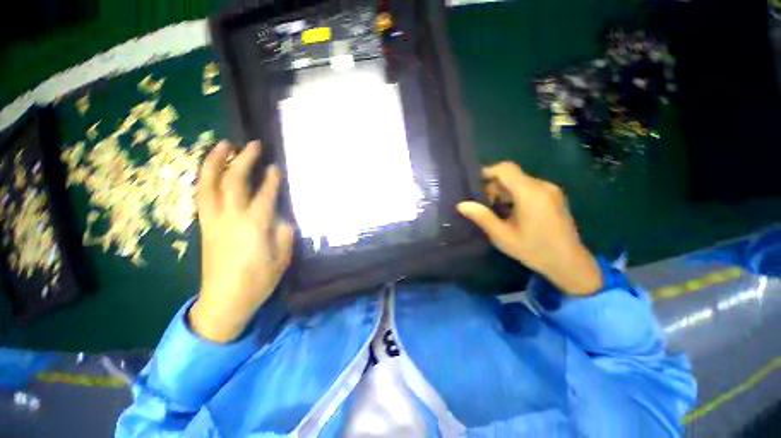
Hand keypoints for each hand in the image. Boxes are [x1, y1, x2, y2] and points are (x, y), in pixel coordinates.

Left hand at [190, 140, 293, 342]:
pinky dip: (205, 179)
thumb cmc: (257, 282)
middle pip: (234, 182)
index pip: (264, 195)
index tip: (276, 167)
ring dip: (215, 162)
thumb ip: (284, 235)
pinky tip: (211, 170)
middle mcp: (231, 219)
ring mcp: (213, 222)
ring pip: (209, 185)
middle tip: (253, 145)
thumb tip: (283, 219)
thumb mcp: (281, 260)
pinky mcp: (204, 227)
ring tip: (222, 145)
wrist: (223, 301)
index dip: (271, 179)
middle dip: (243, 160)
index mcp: (254, 228)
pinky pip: (202, 196)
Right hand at [457, 162, 601, 295]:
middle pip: (512, 176)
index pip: (506, 169)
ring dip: (505, 192)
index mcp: (530, 194)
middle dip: (495, 187)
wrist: (569, 263)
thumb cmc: (533, 250)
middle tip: (484, 205)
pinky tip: (512, 213)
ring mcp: (551, 191)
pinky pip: (530, 188)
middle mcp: (543, 186)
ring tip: (496, 211)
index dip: (488, 171)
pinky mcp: (555, 197)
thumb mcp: (502, 235)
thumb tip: (461, 205)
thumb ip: (482, 217)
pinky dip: (516, 195)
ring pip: (520, 182)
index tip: (474, 184)